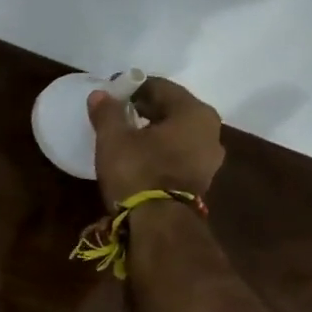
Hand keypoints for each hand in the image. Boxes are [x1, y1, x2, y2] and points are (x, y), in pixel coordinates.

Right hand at [88, 76, 226, 205]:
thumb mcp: (114, 139)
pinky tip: (140, 158)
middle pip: (172, 110)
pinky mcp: (200, 182)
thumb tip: (100, 94)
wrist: (159, 225)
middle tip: (117, 113)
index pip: (161, 87)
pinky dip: (160, 151)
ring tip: (127, 137)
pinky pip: (178, 155)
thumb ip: (108, 113)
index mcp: (194, 112)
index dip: (133, 87)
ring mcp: (209, 159)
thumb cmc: (138, 172)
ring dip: (153, 132)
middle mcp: (211, 131)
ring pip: (176, 134)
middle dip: (145, 109)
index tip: (112, 92)